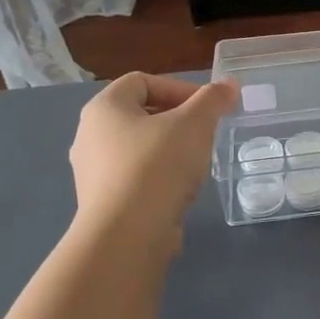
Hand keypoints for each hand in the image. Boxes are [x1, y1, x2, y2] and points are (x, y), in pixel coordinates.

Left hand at [68, 73, 237, 254]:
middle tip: (205, 134)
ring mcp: (92, 171)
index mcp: (104, 107)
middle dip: (178, 120)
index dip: (178, 88)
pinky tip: (179, 190)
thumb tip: (229, 85)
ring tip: (196, 163)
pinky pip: (135, 177)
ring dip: (170, 150)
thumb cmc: (157, 166)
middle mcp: (90, 135)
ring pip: (139, 148)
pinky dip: (159, 177)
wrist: (126, 236)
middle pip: (141, 114)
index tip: (206, 109)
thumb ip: (213, 99)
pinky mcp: (102, 202)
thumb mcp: (194, 124)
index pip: (142, 81)